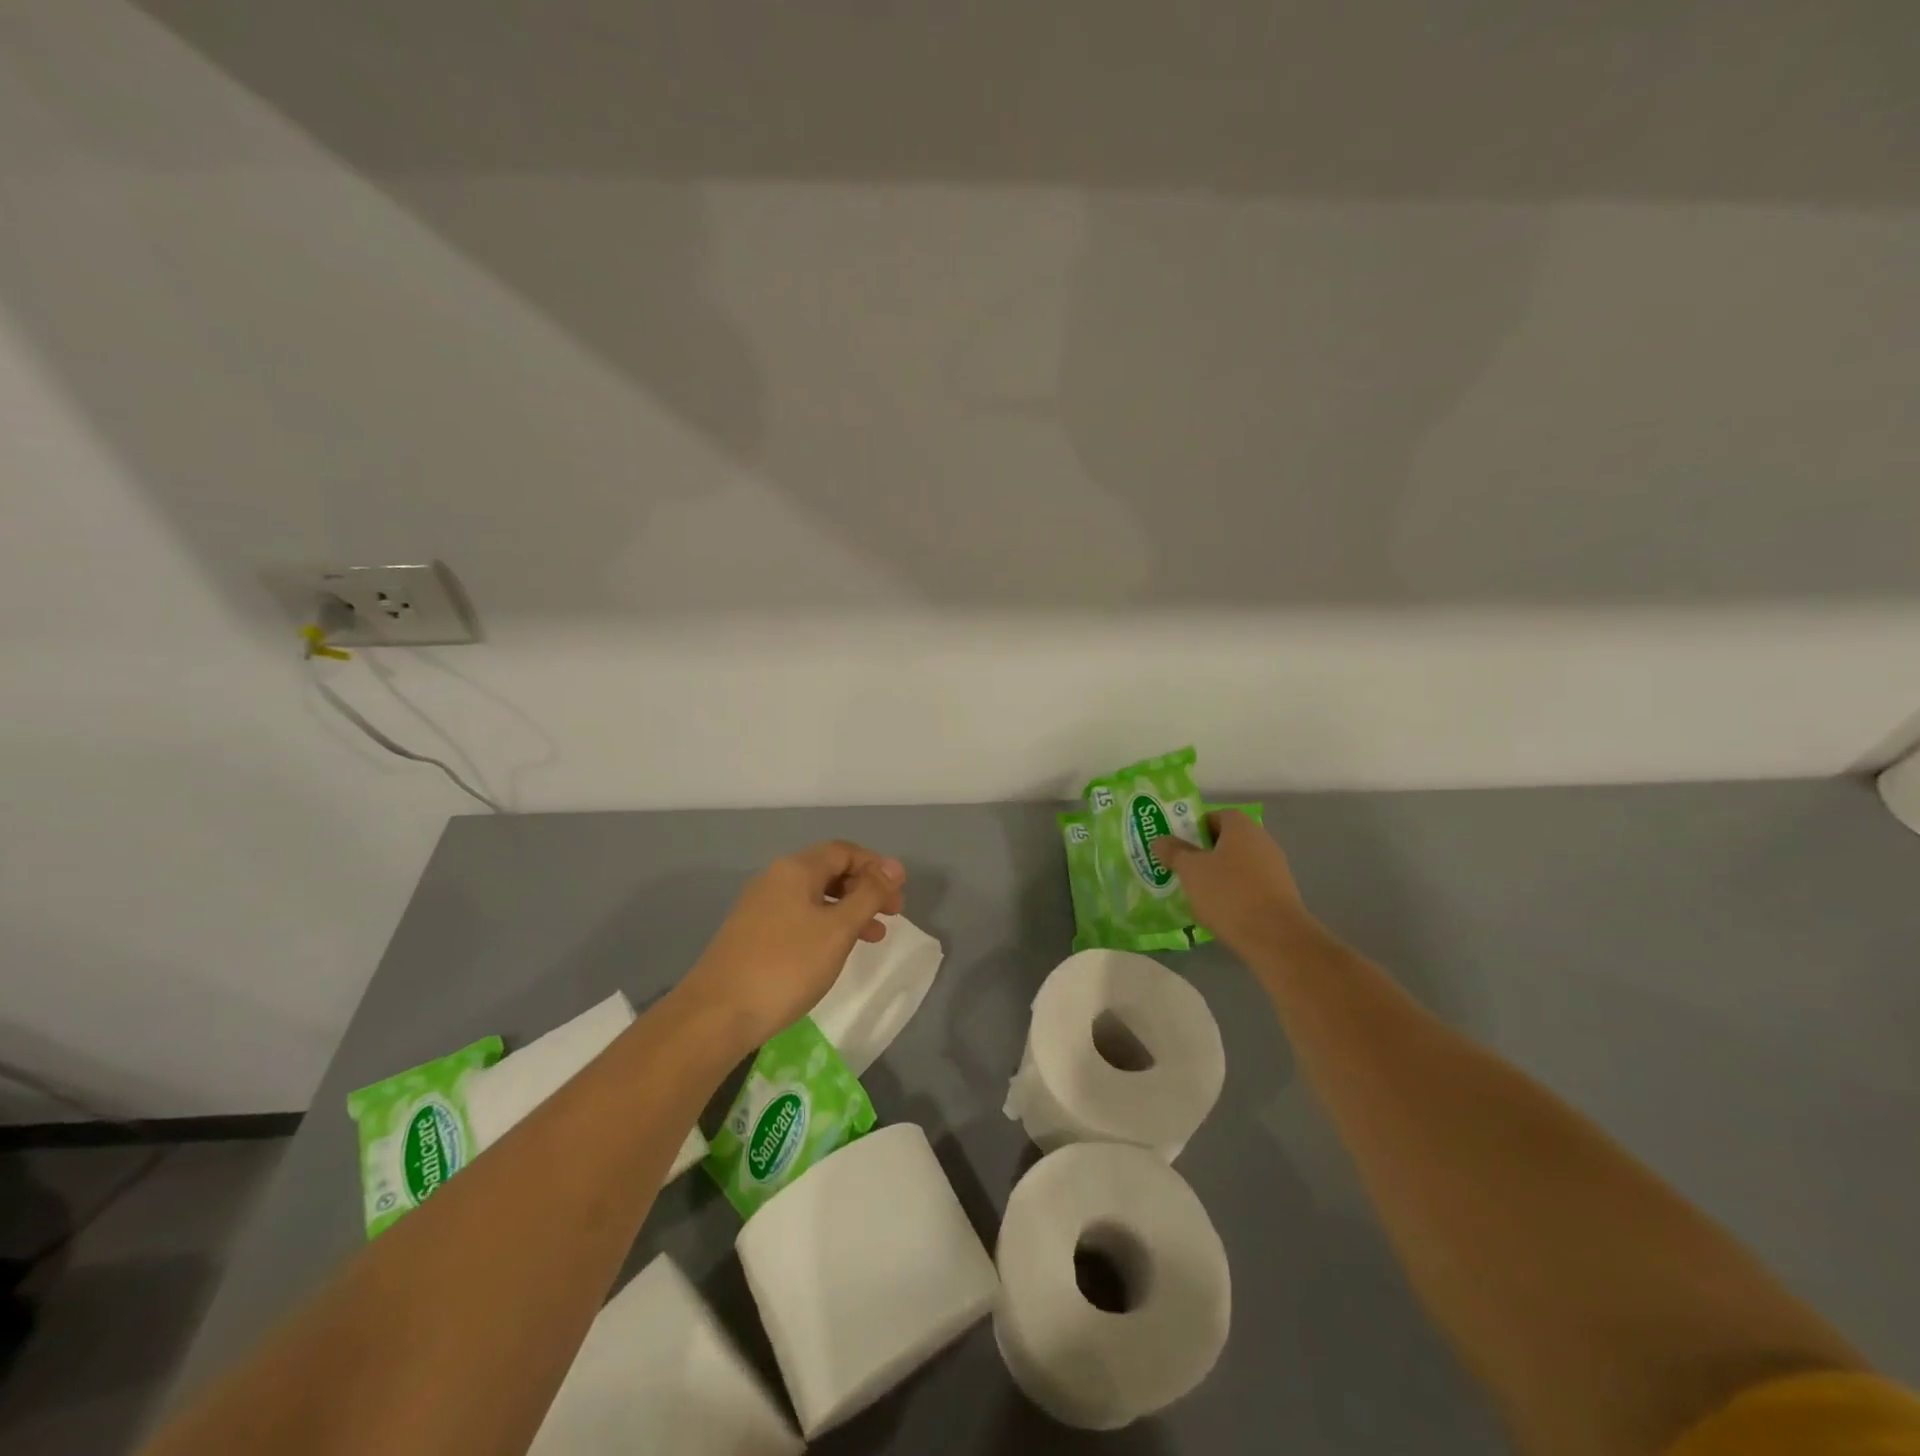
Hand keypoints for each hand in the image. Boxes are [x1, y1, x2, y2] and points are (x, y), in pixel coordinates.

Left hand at [679, 840, 906, 1049]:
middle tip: (892, 916)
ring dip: (847, 910)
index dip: (876, 866)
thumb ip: (869, 895)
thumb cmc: (786, 967)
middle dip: (864, 889)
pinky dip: (825, 925)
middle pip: (829, 870)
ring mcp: (759, 906)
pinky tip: (834, 951)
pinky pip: (798, 916)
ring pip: (814, 896)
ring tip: (872, 938)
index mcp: (796, 869)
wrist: (716, 1014)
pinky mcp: (751, 933)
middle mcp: (775, 879)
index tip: (899, 894)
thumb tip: (893, 866)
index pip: (844, 851)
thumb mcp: (838, 929)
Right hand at [1156, 811, 1317, 960]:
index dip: (1196, 827)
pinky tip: (1219, 911)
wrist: (1275, 937)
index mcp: (1242, 827)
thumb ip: (1174, 852)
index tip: (1179, 845)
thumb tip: (1160, 840)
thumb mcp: (1190, 870)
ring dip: (1219, 875)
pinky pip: (1250, 886)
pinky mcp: (1281, 894)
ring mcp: (1275, 869)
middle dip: (1204, 853)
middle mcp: (1262, 841)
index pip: (1217, 815)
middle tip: (1182, 868)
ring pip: (1238, 865)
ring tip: (1196, 893)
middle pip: (1228, 840)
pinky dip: (1234, 893)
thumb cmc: (1228, 893)